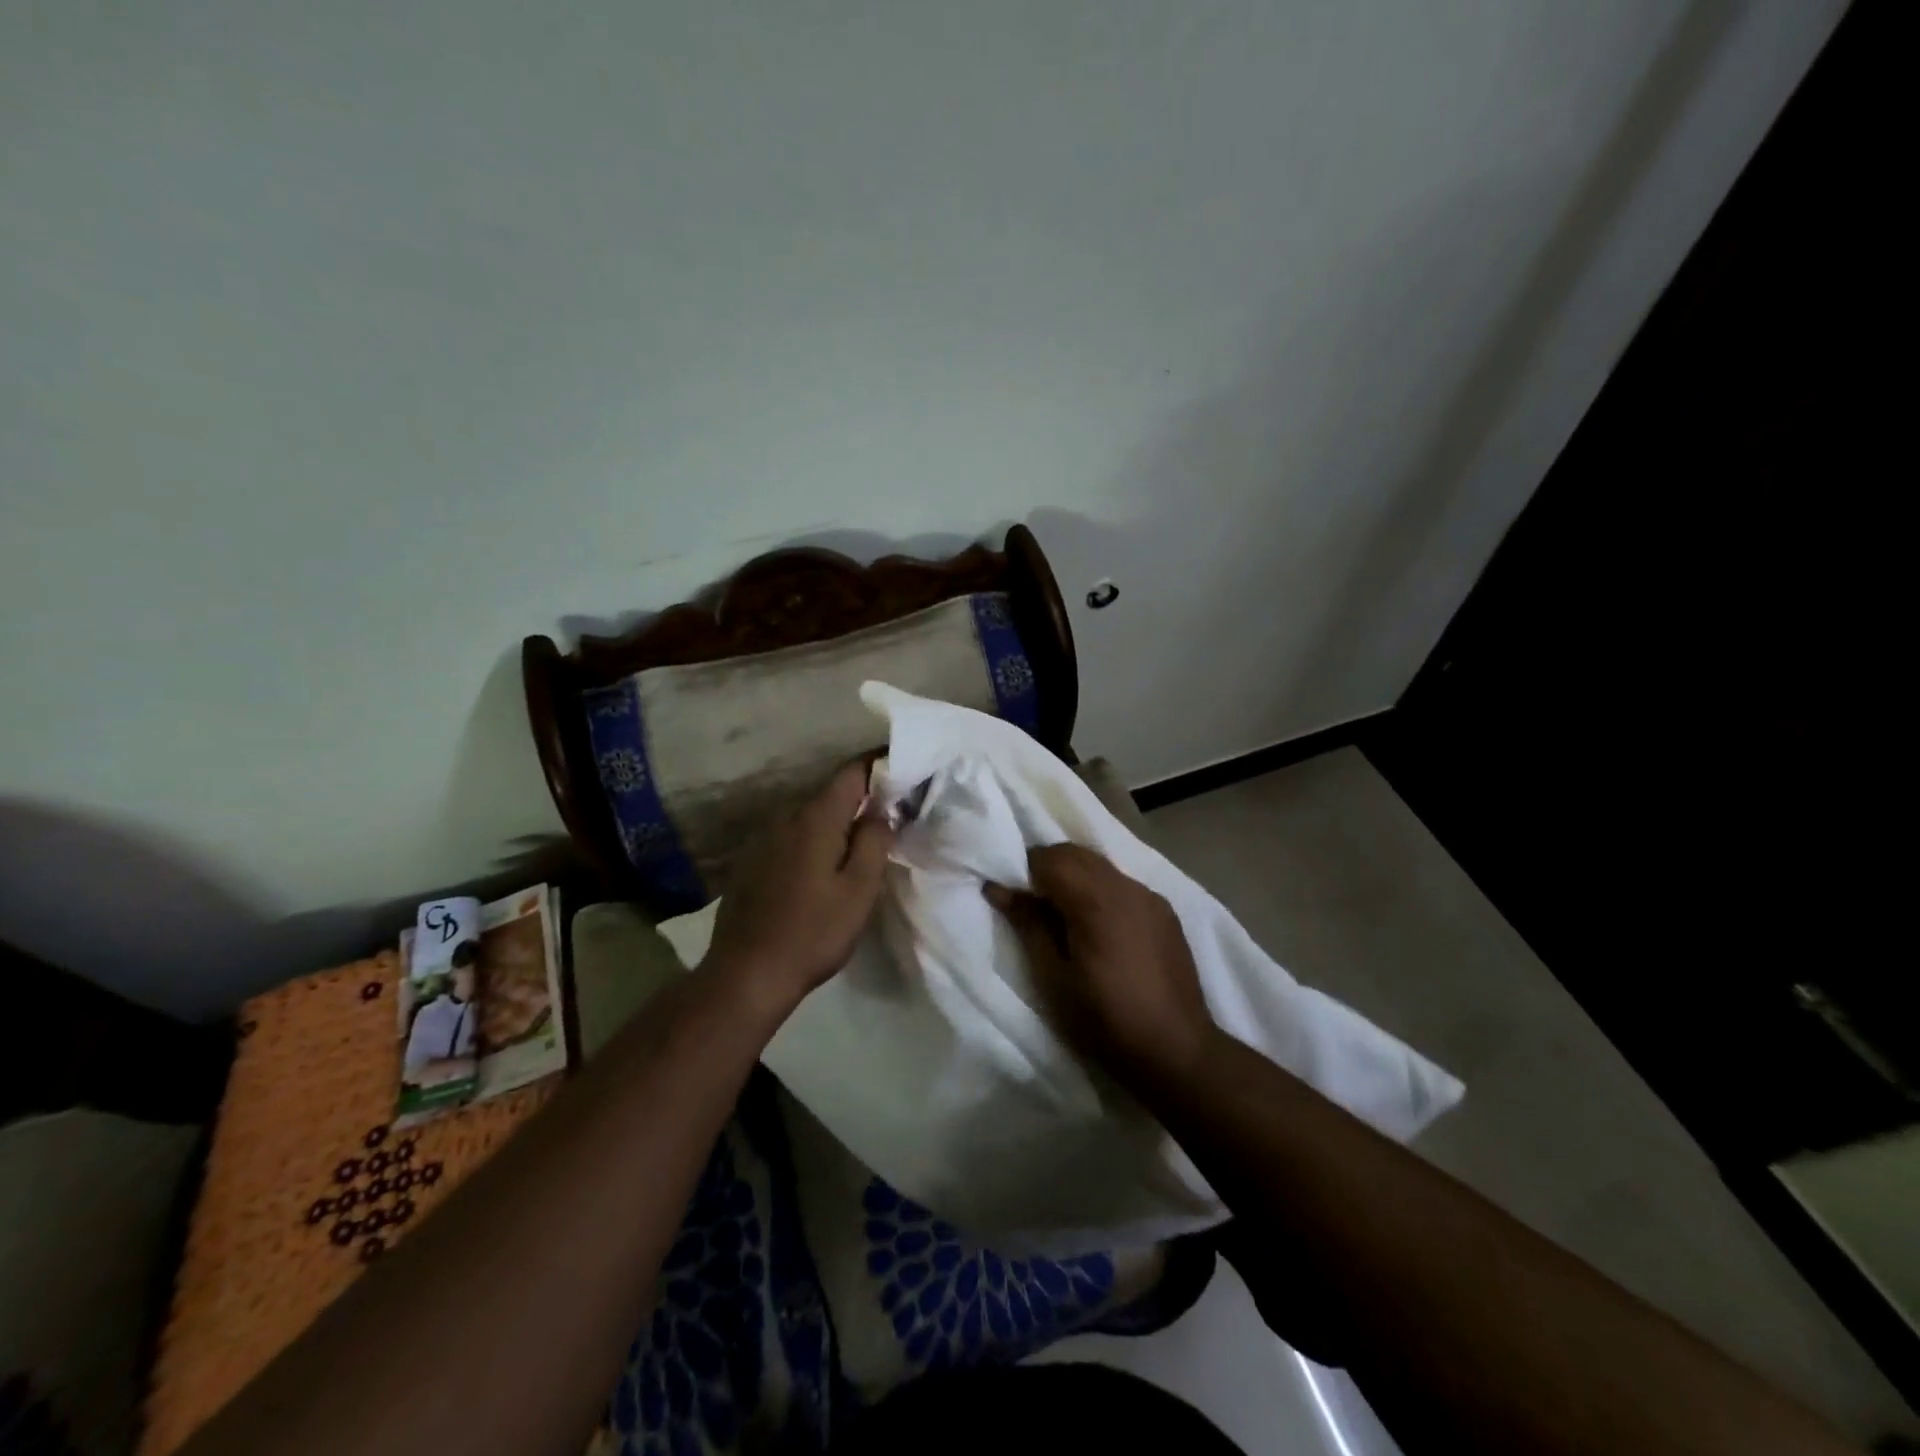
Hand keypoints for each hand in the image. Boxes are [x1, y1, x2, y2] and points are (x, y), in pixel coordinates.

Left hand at [704, 761, 894, 1016]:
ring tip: (857, 843)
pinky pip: (790, 836)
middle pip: (829, 794)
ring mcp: (762, 838)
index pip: (851, 772)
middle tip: (888, 814)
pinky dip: (811, 839)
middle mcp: (785, 817)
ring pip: (808, 816)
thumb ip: (874, 841)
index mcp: (815, 818)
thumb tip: (881, 809)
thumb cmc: (814, 932)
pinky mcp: (750, 860)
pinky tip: (820, 866)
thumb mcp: (859, 890)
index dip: (877, 764)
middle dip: (859, 798)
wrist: (747, 973)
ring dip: (834, 822)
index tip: (901, 766)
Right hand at [985, 844, 1215, 1083]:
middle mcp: (1125, 886)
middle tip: (1034, 906)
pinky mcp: (1165, 912)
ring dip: (1076, 877)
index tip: (1015, 898)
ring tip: (1065, 917)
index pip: (1050, 858)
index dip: (1025, 871)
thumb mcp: (1053, 978)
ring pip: (1101, 866)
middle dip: (1049, 868)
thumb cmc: (1105, 1019)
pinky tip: (1101, 928)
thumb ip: (1027, 925)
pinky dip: (1102, 891)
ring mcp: (1150, 896)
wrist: (1176, 1051)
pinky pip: (1124, 885)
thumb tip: (998, 888)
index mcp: (1095, 900)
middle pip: (1076, 854)